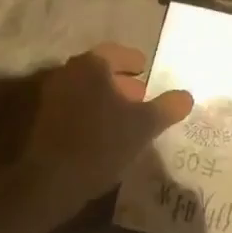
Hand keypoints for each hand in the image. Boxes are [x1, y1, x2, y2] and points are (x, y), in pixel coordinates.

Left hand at [19, 43, 192, 215]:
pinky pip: (76, 107)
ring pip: (87, 90)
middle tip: (142, 95)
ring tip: (128, 117)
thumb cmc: (102, 143)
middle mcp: (69, 73)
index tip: (146, 69)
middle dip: (122, 81)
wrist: (53, 180)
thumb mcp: (144, 126)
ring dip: (107, 99)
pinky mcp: (45, 119)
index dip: (133, 61)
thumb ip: (167, 107)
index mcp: (91, 65)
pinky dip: (94, 112)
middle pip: (100, 71)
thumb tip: (186, 96)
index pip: (116, 52)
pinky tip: (108, 132)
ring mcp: (53, 96)